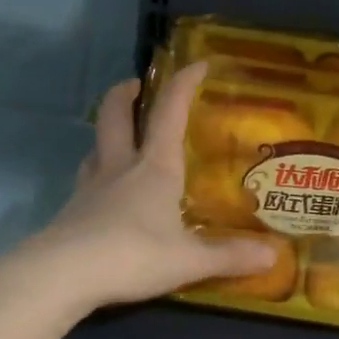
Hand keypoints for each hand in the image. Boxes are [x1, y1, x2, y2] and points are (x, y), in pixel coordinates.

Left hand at [34, 63, 276, 309]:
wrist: (63, 275)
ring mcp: (90, 188)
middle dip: (125, 94)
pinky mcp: (71, 212)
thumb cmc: (133, 255)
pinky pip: (86, 181)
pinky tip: (106, 194)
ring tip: (121, 139)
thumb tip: (275, 255)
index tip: (197, 64)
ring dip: (108, 134)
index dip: (183, 84)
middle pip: (114, 115)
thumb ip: (230, 256)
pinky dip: (98, 175)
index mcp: (155, 167)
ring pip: (95, 147)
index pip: (170, 112)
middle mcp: (120, 167)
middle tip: (136, 86)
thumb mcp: (189, 259)